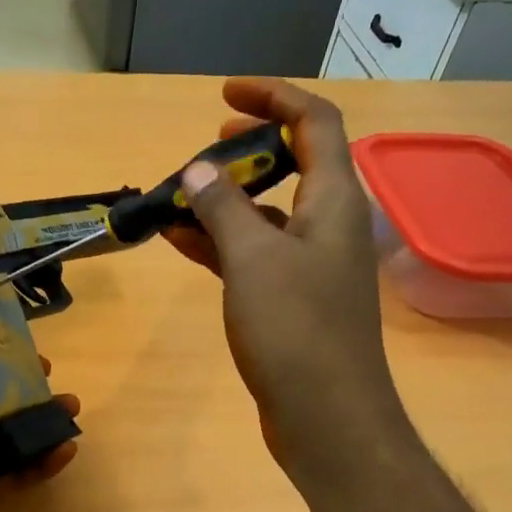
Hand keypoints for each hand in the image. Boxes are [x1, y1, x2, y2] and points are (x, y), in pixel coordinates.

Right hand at [162, 78, 405, 494]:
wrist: (327, 417)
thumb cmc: (296, 330)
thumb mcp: (253, 260)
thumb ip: (224, 209)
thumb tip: (198, 170)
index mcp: (335, 201)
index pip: (316, 123)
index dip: (274, 97)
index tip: (225, 95)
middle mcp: (330, 225)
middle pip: (294, 164)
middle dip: (248, 149)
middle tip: (205, 148)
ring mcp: (312, 265)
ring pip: (268, 213)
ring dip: (226, 201)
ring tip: (176, 198)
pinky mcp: (293, 300)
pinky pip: (256, 254)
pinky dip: (222, 244)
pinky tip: (179, 242)